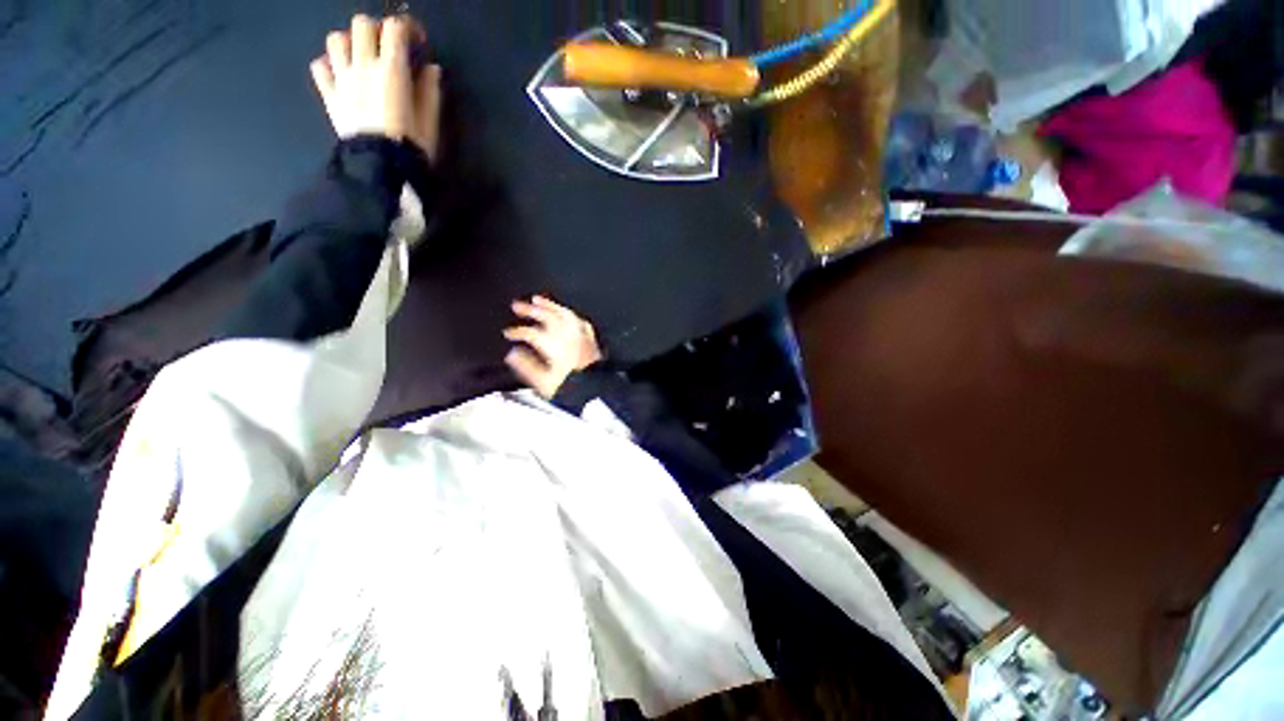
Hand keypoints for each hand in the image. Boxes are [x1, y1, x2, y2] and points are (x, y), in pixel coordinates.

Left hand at [310, 14, 442, 160]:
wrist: (381, 167)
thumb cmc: (411, 145)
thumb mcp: (430, 121)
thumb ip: (429, 90)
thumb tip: (430, 68)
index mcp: (391, 70)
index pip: (394, 28)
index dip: (407, 27)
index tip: (417, 41)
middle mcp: (362, 66)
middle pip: (361, 25)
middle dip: (377, 30)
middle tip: (388, 47)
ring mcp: (342, 79)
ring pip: (336, 40)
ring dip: (350, 43)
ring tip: (362, 58)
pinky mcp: (329, 95)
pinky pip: (320, 67)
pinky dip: (329, 65)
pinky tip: (342, 75)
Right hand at [504, 296, 603, 398]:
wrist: (596, 394)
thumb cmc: (570, 390)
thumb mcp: (544, 383)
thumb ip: (527, 366)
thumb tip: (512, 354)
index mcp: (556, 347)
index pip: (532, 333)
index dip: (518, 331)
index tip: (508, 333)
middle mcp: (569, 337)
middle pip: (549, 318)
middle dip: (531, 310)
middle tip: (517, 305)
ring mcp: (582, 337)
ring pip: (565, 314)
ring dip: (551, 305)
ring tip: (538, 299)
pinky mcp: (590, 340)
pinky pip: (580, 322)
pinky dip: (570, 315)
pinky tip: (566, 314)